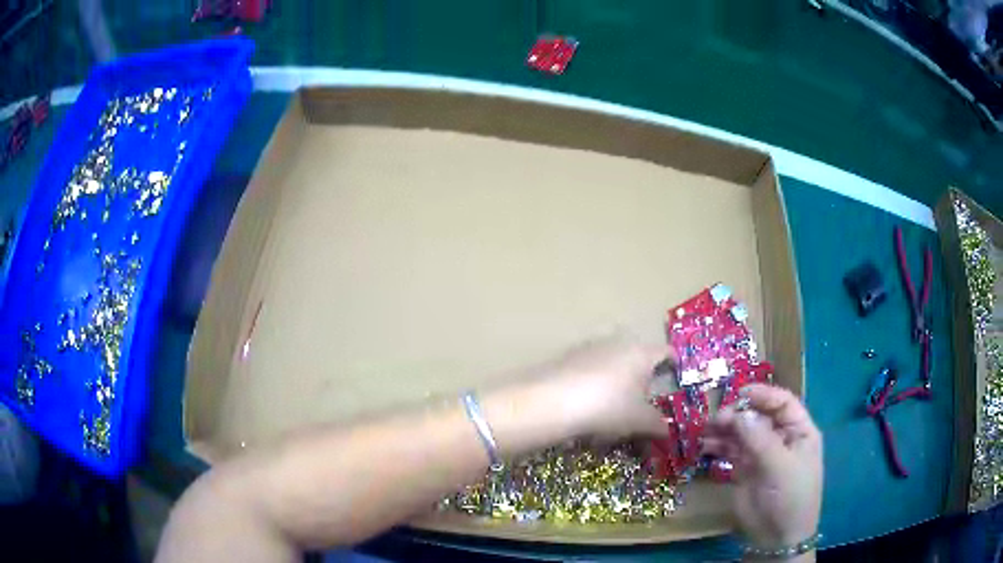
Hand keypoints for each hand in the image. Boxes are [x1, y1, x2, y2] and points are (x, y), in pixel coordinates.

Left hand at [533, 335, 674, 439]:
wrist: (554, 401)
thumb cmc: (609, 407)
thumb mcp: (639, 421)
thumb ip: (657, 424)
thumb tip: (667, 430)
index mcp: (642, 353)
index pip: (666, 352)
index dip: (673, 363)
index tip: (675, 375)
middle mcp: (619, 342)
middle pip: (637, 356)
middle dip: (641, 376)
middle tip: (642, 398)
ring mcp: (591, 347)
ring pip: (612, 362)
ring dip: (616, 380)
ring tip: (613, 406)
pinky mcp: (567, 356)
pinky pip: (589, 368)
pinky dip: (593, 383)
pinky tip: (587, 405)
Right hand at [702, 384, 822, 549]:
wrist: (777, 538)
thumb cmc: (790, 497)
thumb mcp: (780, 467)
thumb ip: (760, 439)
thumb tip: (739, 413)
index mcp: (799, 431)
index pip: (782, 403)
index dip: (763, 395)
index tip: (738, 394)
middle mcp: (781, 438)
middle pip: (758, 416)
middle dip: (737, 414)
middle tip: (714, 420)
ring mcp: (762, 454)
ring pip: (742, 432)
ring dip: (724, 429)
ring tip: (703, 431)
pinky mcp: (745, 470)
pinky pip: (731, 451)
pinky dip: (718, 446)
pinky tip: (704, 446)